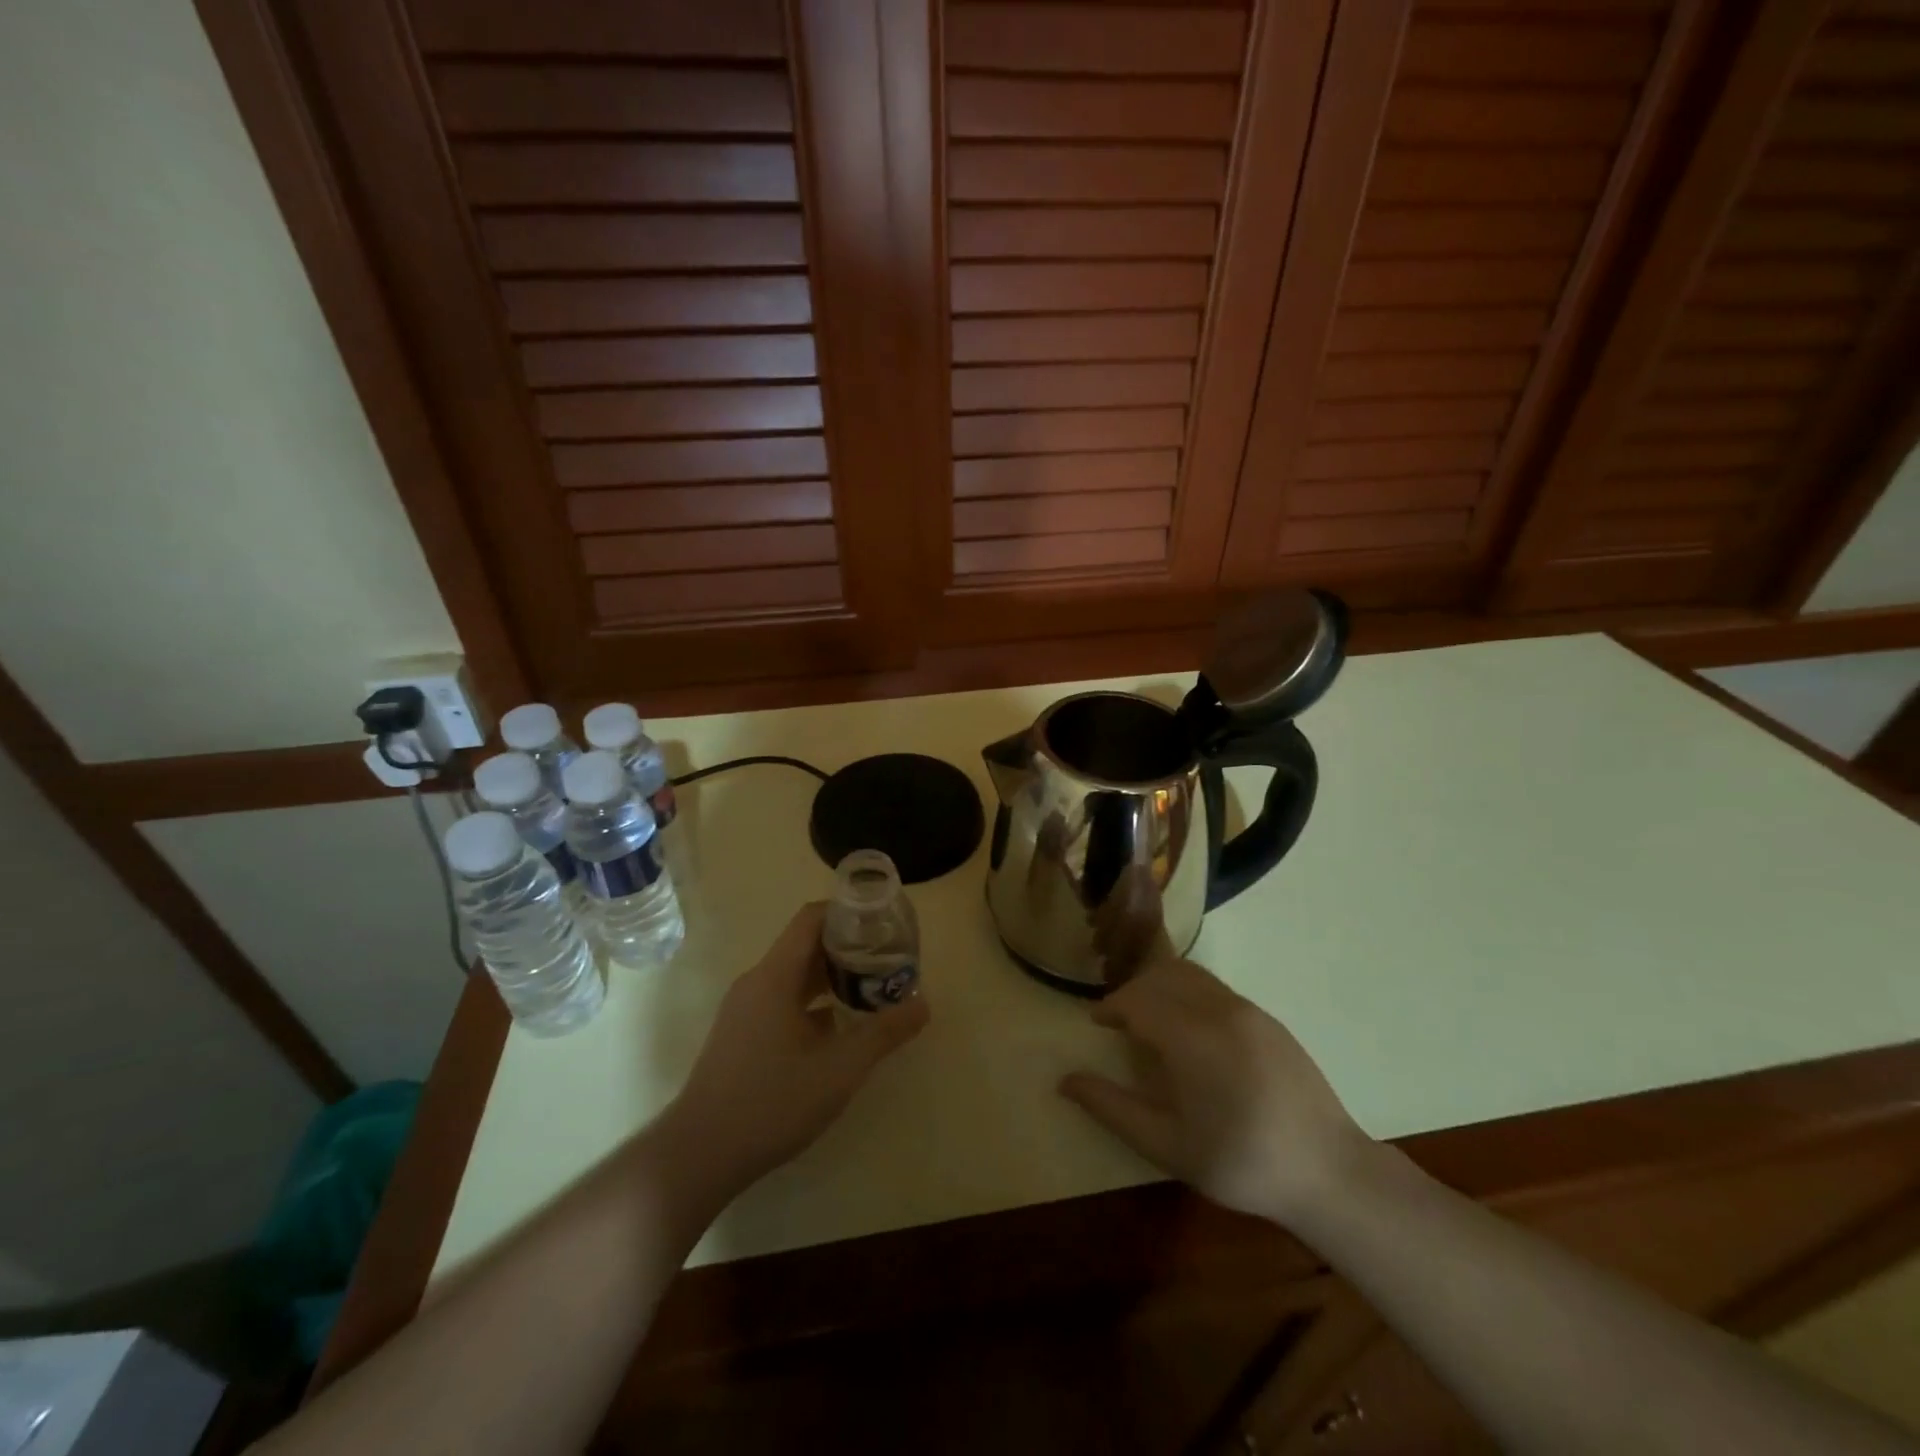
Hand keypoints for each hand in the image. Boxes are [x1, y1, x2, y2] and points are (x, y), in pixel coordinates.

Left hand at [665, 903, 928, 1194]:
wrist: (699, 1155)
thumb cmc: (771, 1102)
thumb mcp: (840, 1069)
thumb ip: (884, 1033)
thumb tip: (923, 1005)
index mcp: (775, 976)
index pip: (812, 919)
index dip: (848, 913)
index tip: (883, 923)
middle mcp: (756, 983)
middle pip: (806, 946)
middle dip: (848, 948)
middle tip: (888, 960)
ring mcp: (745, 1010)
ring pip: (795, 977)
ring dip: (832, 978)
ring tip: (872, 990)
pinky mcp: (741, 1035)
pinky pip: (782, 1002)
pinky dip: (813, 1003)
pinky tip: (839, 1031)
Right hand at [1059, 955, 1368, 1226]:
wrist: (1329, 1173)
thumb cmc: (1240, 1163)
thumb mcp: (1167, 1145)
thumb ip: (1112, 1108)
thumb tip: (1065, 1081)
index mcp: (1192, 1037)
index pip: (1138, 999)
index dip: (1111, 1007)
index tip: (1096, 1024)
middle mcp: (1219, 1010)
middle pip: (1161, 977)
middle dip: (1132, 992)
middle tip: (1118, 1022)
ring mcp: (1249, 1010)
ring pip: (1191, 975)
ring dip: (1160, 986)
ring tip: (1150, 1019)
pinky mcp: (1268, 1019)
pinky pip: (1215, 988)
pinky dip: (1188, 993)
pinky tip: (1190, 1031)